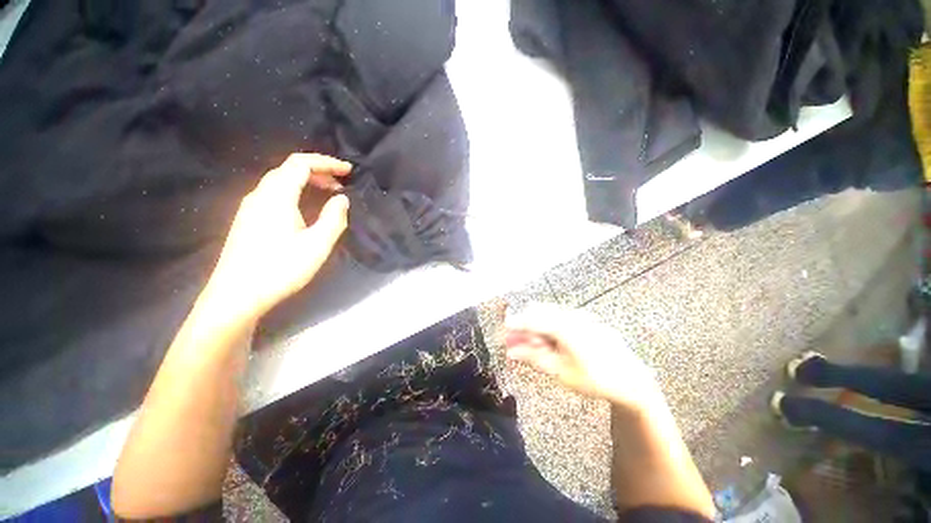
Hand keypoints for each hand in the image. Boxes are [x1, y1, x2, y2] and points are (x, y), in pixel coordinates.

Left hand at [200, 153, 351, 323]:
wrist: (236, 296)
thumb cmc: (280, 269)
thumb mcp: (317, 245)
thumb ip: (334, 218)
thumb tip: (342, 199)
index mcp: (277, 196)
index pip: (301, 164)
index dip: (326, 162)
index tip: (348, 170)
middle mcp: (260, 195)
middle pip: (289, 169)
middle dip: (318, 171)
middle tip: (341, 184)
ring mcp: (250, 208)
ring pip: (280, 181)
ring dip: (307, 182)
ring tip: (328, 195)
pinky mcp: (248, 220)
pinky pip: (274, 194)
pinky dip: (295, 192)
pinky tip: (305, 209)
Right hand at [505, 303, 661, 409]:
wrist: (631, 379)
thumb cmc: (594, 378)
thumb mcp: (560, 371)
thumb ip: (533, 358)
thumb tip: (510, 352)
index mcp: (564, 326)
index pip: (531, 320)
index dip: (514, 324)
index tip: (501, 329)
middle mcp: (570, 315)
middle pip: (537, 312)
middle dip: (524, 325)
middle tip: (517, 343)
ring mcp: (580, 315)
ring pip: (548, 313)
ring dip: (536, 325)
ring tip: (535, 345)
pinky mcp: (586, 318)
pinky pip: (560, 316)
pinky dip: (549, 325)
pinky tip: (551, 341)